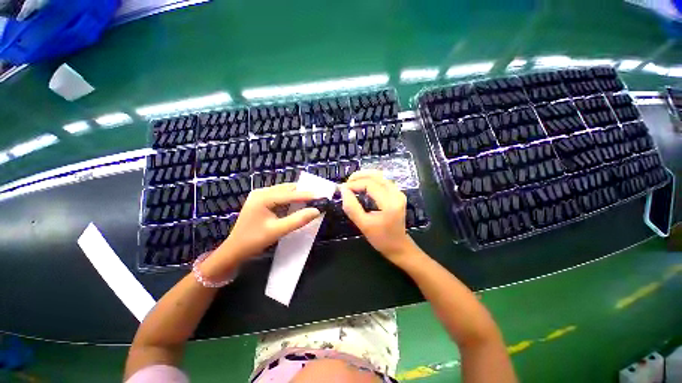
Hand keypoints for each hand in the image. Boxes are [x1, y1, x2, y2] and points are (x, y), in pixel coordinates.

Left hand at [200, 183, 320, 279]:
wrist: (234, 250)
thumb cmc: (253, 241)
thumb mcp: (277, 231)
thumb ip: (297, 220)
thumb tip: (316, 211)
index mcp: (263, 198)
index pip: (290, 194)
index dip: (307, 195)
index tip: (322, 195)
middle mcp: (261, 192)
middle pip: (287, 189)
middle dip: (303, 192)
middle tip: (318, 197)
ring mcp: (260, 195)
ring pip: (284, 191)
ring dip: (298, 195)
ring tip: (312, 200)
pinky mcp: (261, 201)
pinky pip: (280, 196)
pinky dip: (291, 199)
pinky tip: (298, 204)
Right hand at [340, 170, 417, 263]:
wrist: (398, 246)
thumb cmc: (381, 238)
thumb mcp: (363, 225)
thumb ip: (352, 207)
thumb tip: (343, 190)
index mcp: (390, 203)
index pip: (370, 184)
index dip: (354, 184)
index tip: (342, 189)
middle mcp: (396, 194)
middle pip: (376, 175)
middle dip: (359, 176)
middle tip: (346, 184)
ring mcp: (398, 192)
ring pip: (380, 176)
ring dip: (364, 176)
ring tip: (352, 183)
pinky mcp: (397, 194)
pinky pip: (382, 181)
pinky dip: (370, 180)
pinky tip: (362, 185)